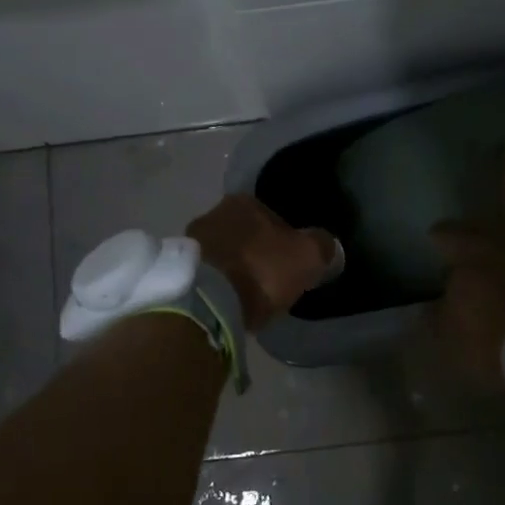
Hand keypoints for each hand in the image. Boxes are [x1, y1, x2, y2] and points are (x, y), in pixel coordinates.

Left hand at [187, 195, 336, 329]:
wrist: (206, 303)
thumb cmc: (260, 271)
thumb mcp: (307, 257)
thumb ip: (323, 245)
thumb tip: (328, 245)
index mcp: (244, 201)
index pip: (273, 217)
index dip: (286, 241)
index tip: (291, 265)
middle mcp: (213, 212)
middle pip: (246, 234)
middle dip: (257, 254)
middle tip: (269, 281)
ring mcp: (191, 240)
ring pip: (224, 252)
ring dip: (234, 269)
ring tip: (245, 296)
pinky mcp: (177, 268)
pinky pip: (206, 273)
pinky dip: (217, 284)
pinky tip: (225, 302)